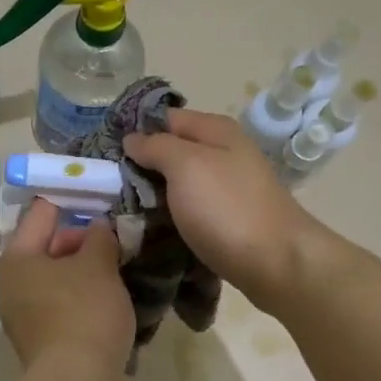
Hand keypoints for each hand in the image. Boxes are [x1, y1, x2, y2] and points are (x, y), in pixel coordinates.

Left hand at [0, 200, 134, 379]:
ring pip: (57, 279)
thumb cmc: (83, 312)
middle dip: (83, 240)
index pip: (42, 212)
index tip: (102, 195)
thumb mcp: (98, 264)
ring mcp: (23, 315)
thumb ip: (99, 237)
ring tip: (120, 266)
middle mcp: (11, 284)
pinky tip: (111, 299)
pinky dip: (83, 298)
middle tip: (118, 236)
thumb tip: (98, 227)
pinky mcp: (40, 340)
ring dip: (86, 271)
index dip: (73, 200)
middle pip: (48, 246)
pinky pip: (63, 306)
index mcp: (16, 258)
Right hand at [123, 108, 327, 310]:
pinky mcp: (226, 218)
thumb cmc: (227, 208)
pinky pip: (189, 208)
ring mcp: (227, 187)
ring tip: (120, 209)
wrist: (276, 262)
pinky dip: (170, 215)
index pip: (165, 118)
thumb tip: (132, 139)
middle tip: (106, 186)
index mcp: (216, 131)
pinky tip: (150, 227)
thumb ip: (156, 147)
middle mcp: (224, 153)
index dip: (135, 131)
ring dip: (153, 194)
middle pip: (172, 151)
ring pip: (179, 183)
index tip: (104, 153)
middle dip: (141, 166)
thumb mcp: (186, 166)